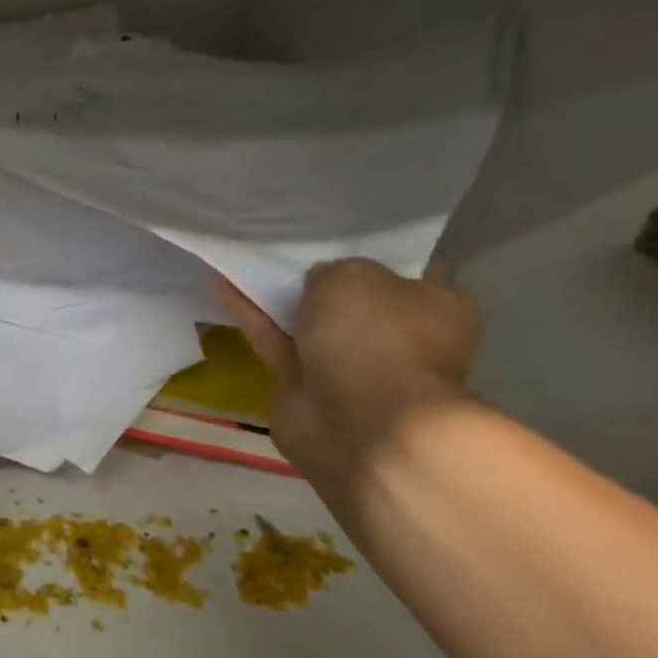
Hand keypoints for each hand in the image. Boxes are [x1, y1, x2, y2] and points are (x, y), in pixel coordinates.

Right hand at [218, 259, 479, 506]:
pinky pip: (275, 341)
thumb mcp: (354, 274)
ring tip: (241, 260)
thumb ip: (332, 270)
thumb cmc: (376, 337)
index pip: (405, 271)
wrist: (359, 423)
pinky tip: (221, 285)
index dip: (370, 252)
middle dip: (318, 278)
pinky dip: (251, 316)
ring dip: (276, 296)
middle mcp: (397, 337)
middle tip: (281, 245)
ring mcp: (350, 366)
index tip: (333, 235)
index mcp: (436, 307)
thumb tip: (318, 282)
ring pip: (307, 321)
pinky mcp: (304, 387)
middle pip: (349, 299)